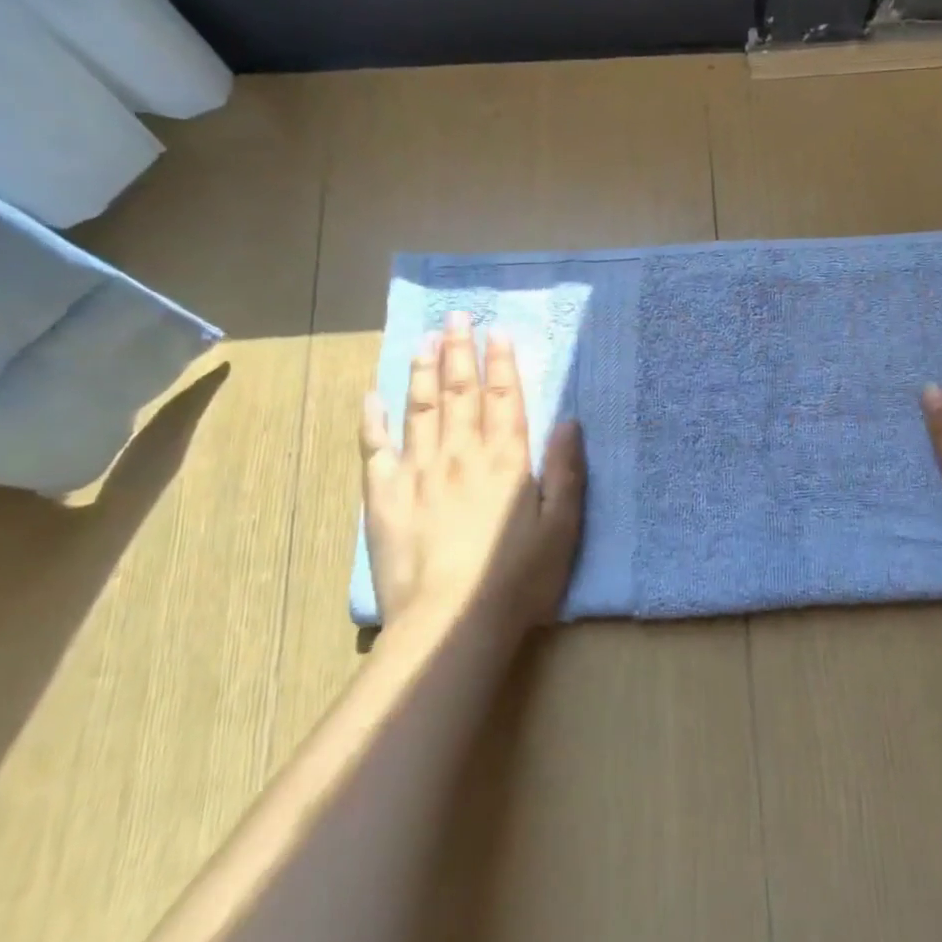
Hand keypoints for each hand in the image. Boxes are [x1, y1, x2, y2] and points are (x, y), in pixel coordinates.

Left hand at [359, 310, 585, 636]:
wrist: (451, 623)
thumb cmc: (517, 579)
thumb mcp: (562, 528)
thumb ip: (565, 471)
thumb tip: (569, 420)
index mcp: (506, 460)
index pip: (503, 398)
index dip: (502, 362)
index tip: (497, 331)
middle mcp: (461, 454)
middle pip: (460, 392)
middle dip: (460, 351)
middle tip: (456, 317)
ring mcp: (418, 471)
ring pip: (420, 407)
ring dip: (423, 370)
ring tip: (424, 339)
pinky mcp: (384, 496)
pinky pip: (375, 447)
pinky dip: (373, 419)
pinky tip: (372, 395)